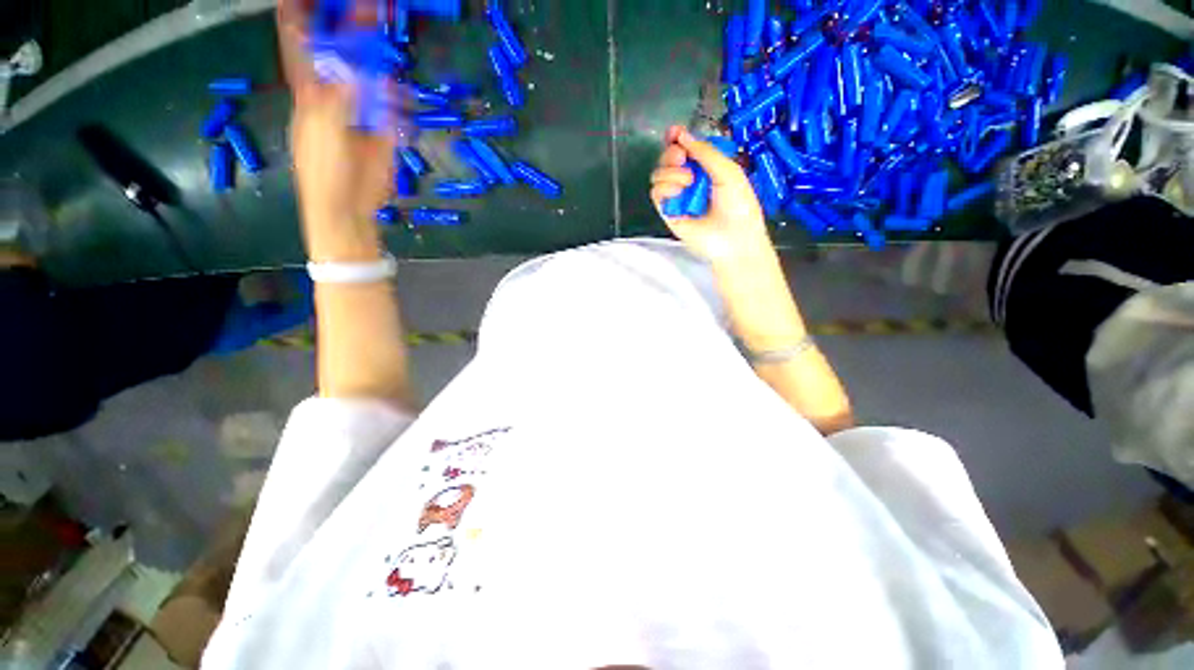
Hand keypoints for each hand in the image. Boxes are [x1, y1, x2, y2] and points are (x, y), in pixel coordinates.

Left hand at [279, 0, 395, 227]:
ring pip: (372, 81)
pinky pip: (394, 112)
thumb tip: (356, 69)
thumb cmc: (324, 170)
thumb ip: (339, 97)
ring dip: (381, 66)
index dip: (303, 18)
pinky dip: (399, 107)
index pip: (302, 45)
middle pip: (343, 56)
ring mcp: (362, 113)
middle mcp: (336, 95)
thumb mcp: (324, 128)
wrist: (349, 207)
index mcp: (311, 91)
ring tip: (387, 49)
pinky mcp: (384, 133)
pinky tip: (400, 108)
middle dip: (353, 31)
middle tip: (369, 9)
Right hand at [650, 126, 771, 264]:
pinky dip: (664, 187)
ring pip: (658, 174)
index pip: (685, 149)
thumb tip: (682, 135)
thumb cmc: (739, 205)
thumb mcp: (728, 171)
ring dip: (671, 172)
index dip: (677, 138)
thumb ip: (705, 152)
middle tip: (682, 158)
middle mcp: (689, 181)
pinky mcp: (668, 212)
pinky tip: (678, 191)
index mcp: (705, 168)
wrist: (734, 239)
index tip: (674, 132)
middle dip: (672, 153)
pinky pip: (655, 193)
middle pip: (668, 159)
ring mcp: (677, 197)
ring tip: (688, 182)